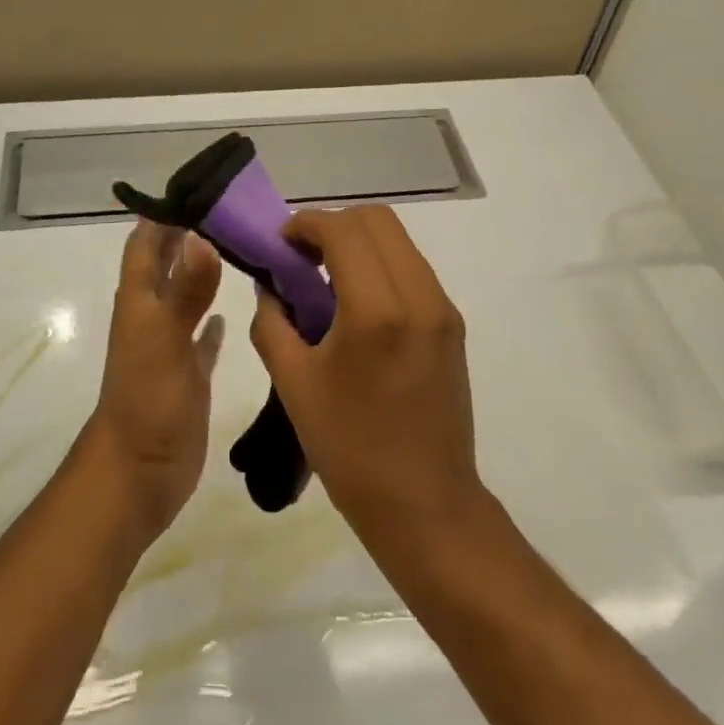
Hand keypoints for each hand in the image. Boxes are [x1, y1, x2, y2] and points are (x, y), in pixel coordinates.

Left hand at [84, 219, 224, 540]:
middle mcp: (152, 317)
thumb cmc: (147, 401)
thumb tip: (200, 236)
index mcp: (139, 303)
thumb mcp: (164, 340)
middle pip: (165, 266)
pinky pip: (200, 340)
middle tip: (227, 211)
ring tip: (235, 248)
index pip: (145, 245)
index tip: (197, 187)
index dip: (162, 216)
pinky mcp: (188, 376)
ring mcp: (169, 348)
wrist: (139, 473)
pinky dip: (211, 324)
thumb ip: (184, 290)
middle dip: (186, 237)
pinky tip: (228, 315)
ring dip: (201, 274)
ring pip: (184, 298)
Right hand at [249, 206, 484, 544]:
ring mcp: (443, 309)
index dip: (306, 224)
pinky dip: (380, 265)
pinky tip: (355, 303)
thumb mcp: (294, 384)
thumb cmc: (350, 448)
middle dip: (333, 225)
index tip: (280, 243)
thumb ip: (273, 323)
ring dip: (359, 243)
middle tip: (301, 257)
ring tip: (326, 278)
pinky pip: (413, 269)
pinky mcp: (452, 325)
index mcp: (377, 310)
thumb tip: (270, 287)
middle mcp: (419, 296)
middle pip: (378, 219)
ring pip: (399, 241)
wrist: (425, 504)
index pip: (344, 230)